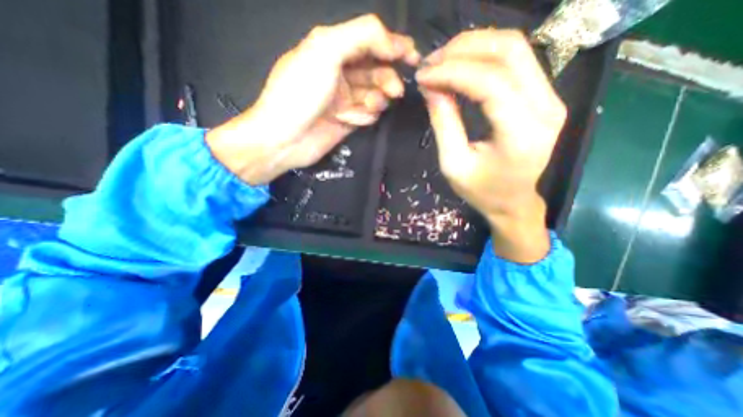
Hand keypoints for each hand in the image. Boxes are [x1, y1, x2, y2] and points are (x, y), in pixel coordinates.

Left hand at [206, 15, 420, 185]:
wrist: (285, 139)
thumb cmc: (300, 94)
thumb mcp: (324, 52)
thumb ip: (360, 36)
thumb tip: (392, 43)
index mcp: (332, 48)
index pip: (370, 40)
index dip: (393, 46)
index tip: (413, 57)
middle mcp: (340, 72)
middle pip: (376, 70)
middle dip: (387, 78)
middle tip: (394, 90)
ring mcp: (345, 98)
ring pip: (375, 93)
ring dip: (377, 99)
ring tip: (369, 107)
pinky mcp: (348, 119)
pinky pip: (368, 114)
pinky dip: (365, 116)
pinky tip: (353, 120)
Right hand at [416, 30, 566, 263]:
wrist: (513, 201)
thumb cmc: (481, 191)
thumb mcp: (453, 164)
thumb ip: (443, 123)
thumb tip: (430, 86)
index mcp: (522, 134)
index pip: (490, 83)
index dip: (452, 72)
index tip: (423, 75)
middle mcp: (546, 108)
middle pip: (509, 51)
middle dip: (463, 49)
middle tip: (431, 61)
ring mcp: (551, 98)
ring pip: (515, 48)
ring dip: (474, 47)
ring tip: (442, 61)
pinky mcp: (545, 96)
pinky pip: (516, 61)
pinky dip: (484, 57)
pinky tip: (460, 66)